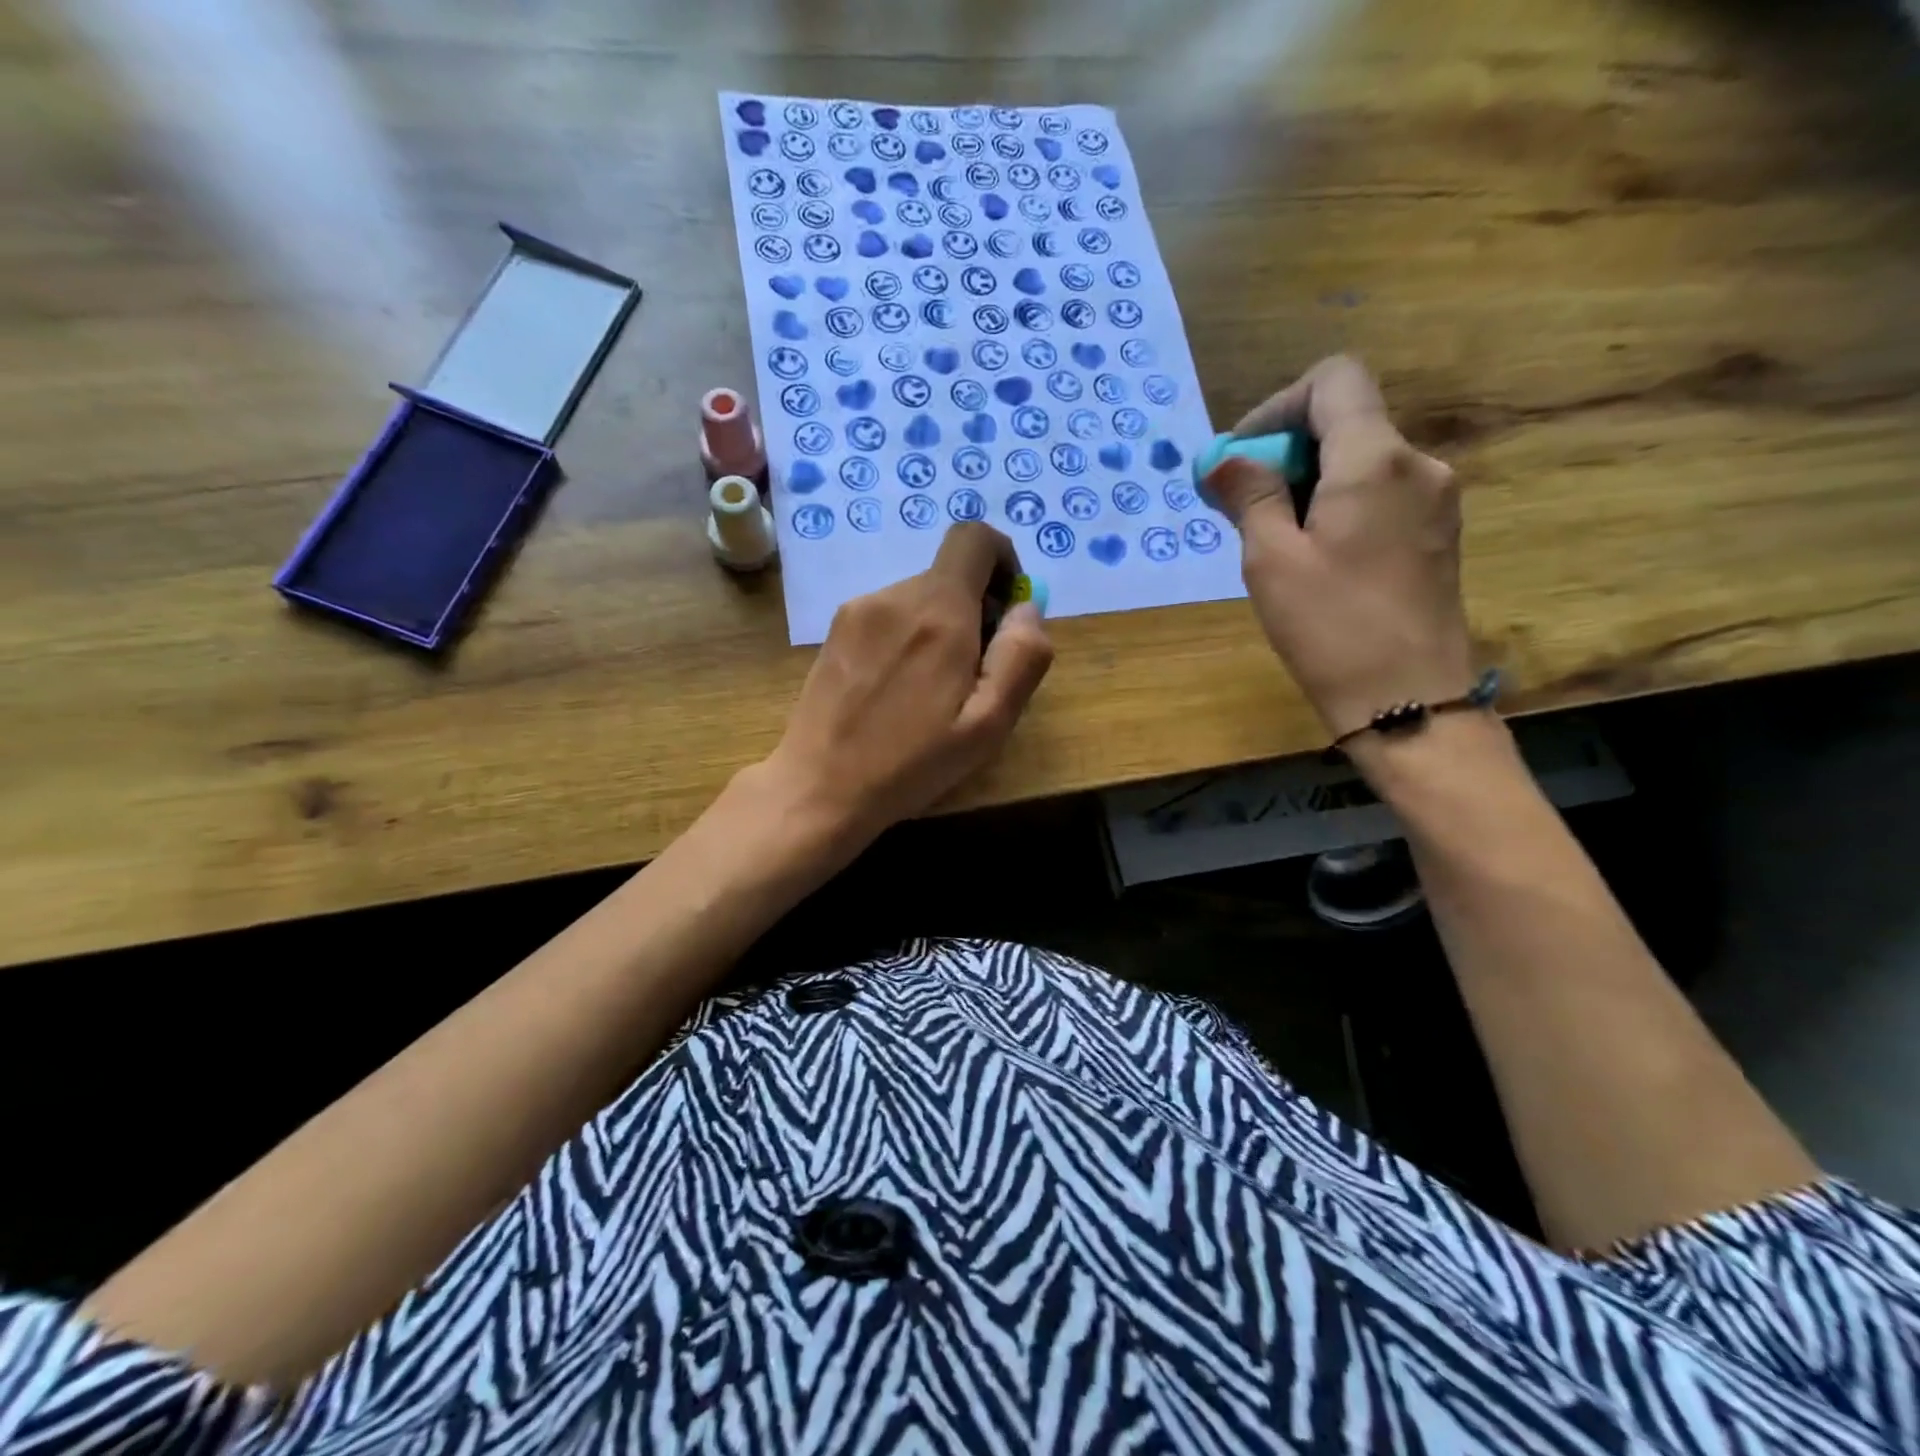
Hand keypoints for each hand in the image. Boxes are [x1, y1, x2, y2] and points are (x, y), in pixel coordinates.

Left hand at [762, 522, 1053, 847]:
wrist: (818, 787)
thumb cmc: (911, 764)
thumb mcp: (988, 724)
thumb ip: (1022, 657)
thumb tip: (1026, 607)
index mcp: (939, 612)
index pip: (976, 538)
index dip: (1004, 561)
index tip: (1006, 611)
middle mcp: (895, 596)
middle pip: (950, 575)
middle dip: (974, 611)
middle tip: (971, 676)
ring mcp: (857, 610)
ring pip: (919, 598)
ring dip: (940, 629)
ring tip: (930, 692)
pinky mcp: (835, 630)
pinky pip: (888, 616)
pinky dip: (907, 638)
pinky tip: (896, 690)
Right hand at [1206, 356, 1473, 741]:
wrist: (1408, 701)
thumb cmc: (1330, 628)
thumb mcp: (1271, 559)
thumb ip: (1250, 495)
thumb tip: (1224, 458)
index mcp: (1375, 460)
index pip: (1334, 380)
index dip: (1278, 407)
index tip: (1242, 458)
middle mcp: (1417, 464)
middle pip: (1346, 421)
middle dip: (1286, 452)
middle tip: (1242, 507)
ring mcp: (1436, 499)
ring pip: (1362, 461)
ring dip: (1309, 482)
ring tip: (1272, 539)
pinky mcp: (1438, 533)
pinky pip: (1380, 494)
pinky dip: (1338, 504)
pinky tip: (1313, 555)